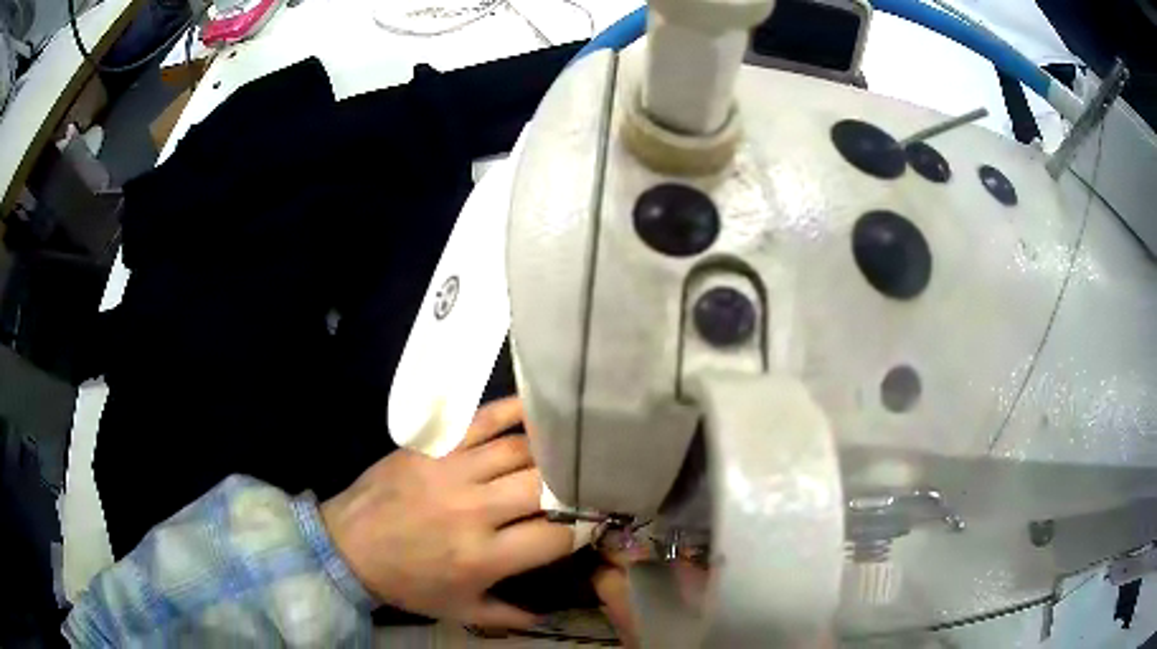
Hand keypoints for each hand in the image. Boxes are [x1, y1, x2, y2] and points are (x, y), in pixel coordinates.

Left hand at [321, 397, 572, 628]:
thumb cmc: (408, 583)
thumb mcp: (461, 611)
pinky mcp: (433, 446)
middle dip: (575, 487)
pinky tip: (540, 411)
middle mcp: (473, 510)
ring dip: (551, 452)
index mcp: (482, 557)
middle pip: (544, 487)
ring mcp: (452, 472)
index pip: (556, 536)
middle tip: (589, 484)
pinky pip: (482, 419)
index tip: (598, 520)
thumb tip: (553, 614)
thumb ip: (511, 615)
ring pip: (520, 451)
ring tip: (569, 453)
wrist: (347, 547)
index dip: (586, 527)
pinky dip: (514, 411)